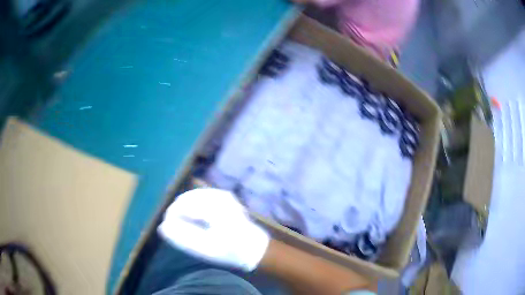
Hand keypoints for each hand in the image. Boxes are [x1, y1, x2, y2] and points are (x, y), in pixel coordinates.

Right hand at [158, 188, 269, 270]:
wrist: (255, 248)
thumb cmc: (231, 251)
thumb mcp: (205, 249)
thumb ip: (182, 238)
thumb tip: (162, 227)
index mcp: (213, 208)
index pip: (180, 206)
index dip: (171, 217)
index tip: (168, 230)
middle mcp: (218, 196)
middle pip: (185, 199)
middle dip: (177, 212)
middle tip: (176, 229)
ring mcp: (222, 194)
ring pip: (192, 197)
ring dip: (185, 209)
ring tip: (186, 226)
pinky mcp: (225, 196)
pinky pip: (201, 197)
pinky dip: (194, 206)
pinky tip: (197, 219)